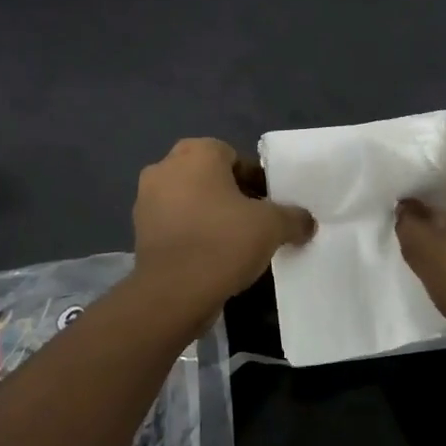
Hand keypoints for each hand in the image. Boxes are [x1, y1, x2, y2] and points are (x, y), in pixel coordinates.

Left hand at [133, 138, 315, 306]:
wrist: (173, 293)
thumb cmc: (223, 243)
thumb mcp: (272, 227)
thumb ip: (294, 217)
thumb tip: (306, 222)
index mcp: (196, 153)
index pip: (233, 156)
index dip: (255, 180)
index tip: (269, 205)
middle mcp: (165, 167)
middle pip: (209, 176)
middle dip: (232, 196)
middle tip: (255, 222)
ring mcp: (146, 199)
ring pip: (190, 200)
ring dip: (210, 214)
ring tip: (234, 243)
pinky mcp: (139, 230)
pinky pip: (175, 223)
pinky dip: (192, 233)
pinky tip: (211, 256)